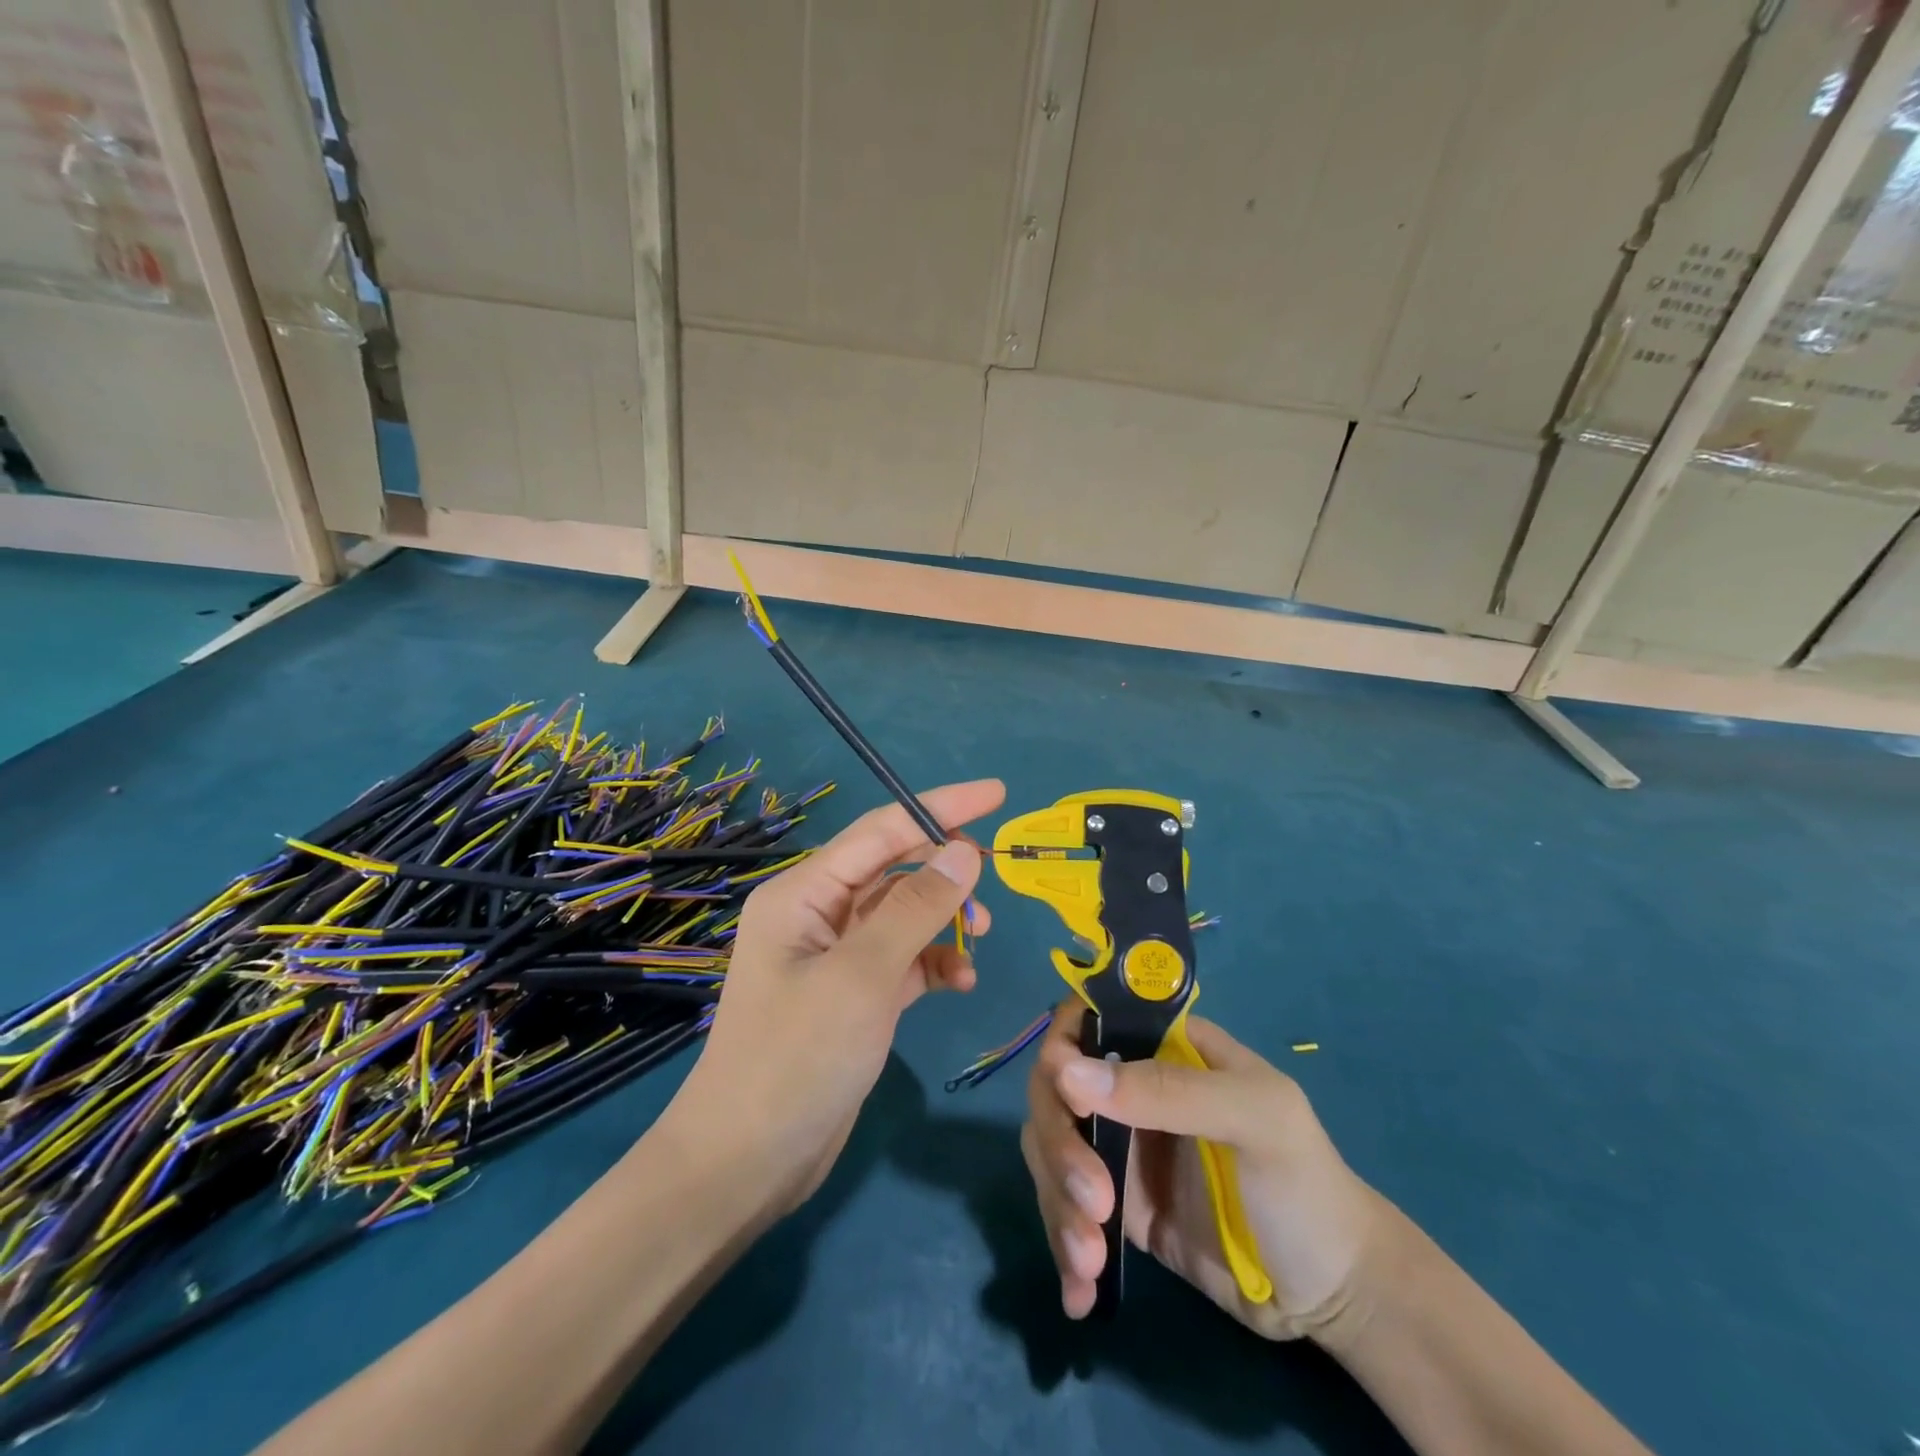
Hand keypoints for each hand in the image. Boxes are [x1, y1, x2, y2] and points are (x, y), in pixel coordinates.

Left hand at [669, 780, 1003, 1213]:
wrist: (748, 1164)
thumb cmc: (797, 1057)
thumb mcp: (863, 976)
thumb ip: (917, 908)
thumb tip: (965, 851)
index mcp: (804, 892)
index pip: (881, 830)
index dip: (941, 808)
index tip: (997, 794)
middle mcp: (818, 913)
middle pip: (894, 869)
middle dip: (945, 872)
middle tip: (991, 887)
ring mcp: (836, 955)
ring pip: (904, 914)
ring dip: (944, 922)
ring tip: (978, 941)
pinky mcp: (855, 994)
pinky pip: (905, 958)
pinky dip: (935, 963)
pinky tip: (961, 983)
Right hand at [1022, 1000, 1383, 1339]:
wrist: (1333, 1294)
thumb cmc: (1305, 1184)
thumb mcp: (1255, 1119)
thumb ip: (1170, 1091)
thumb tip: (1068, 1073)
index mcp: (1166, 1048)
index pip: (1090, 1021)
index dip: (1062, 1047)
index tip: (1064, 1094)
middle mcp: (1134, 1087)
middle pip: (1057, 1088)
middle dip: (1061, 1145)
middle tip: (1093, 1204)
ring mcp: (1124, 1148)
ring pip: (1052, 1148)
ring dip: (1058, 1203)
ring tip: (1089, 1262)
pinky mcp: (1122, 1206)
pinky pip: (1068, 1207)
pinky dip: (1062, 1246)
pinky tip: (1078, 1293)